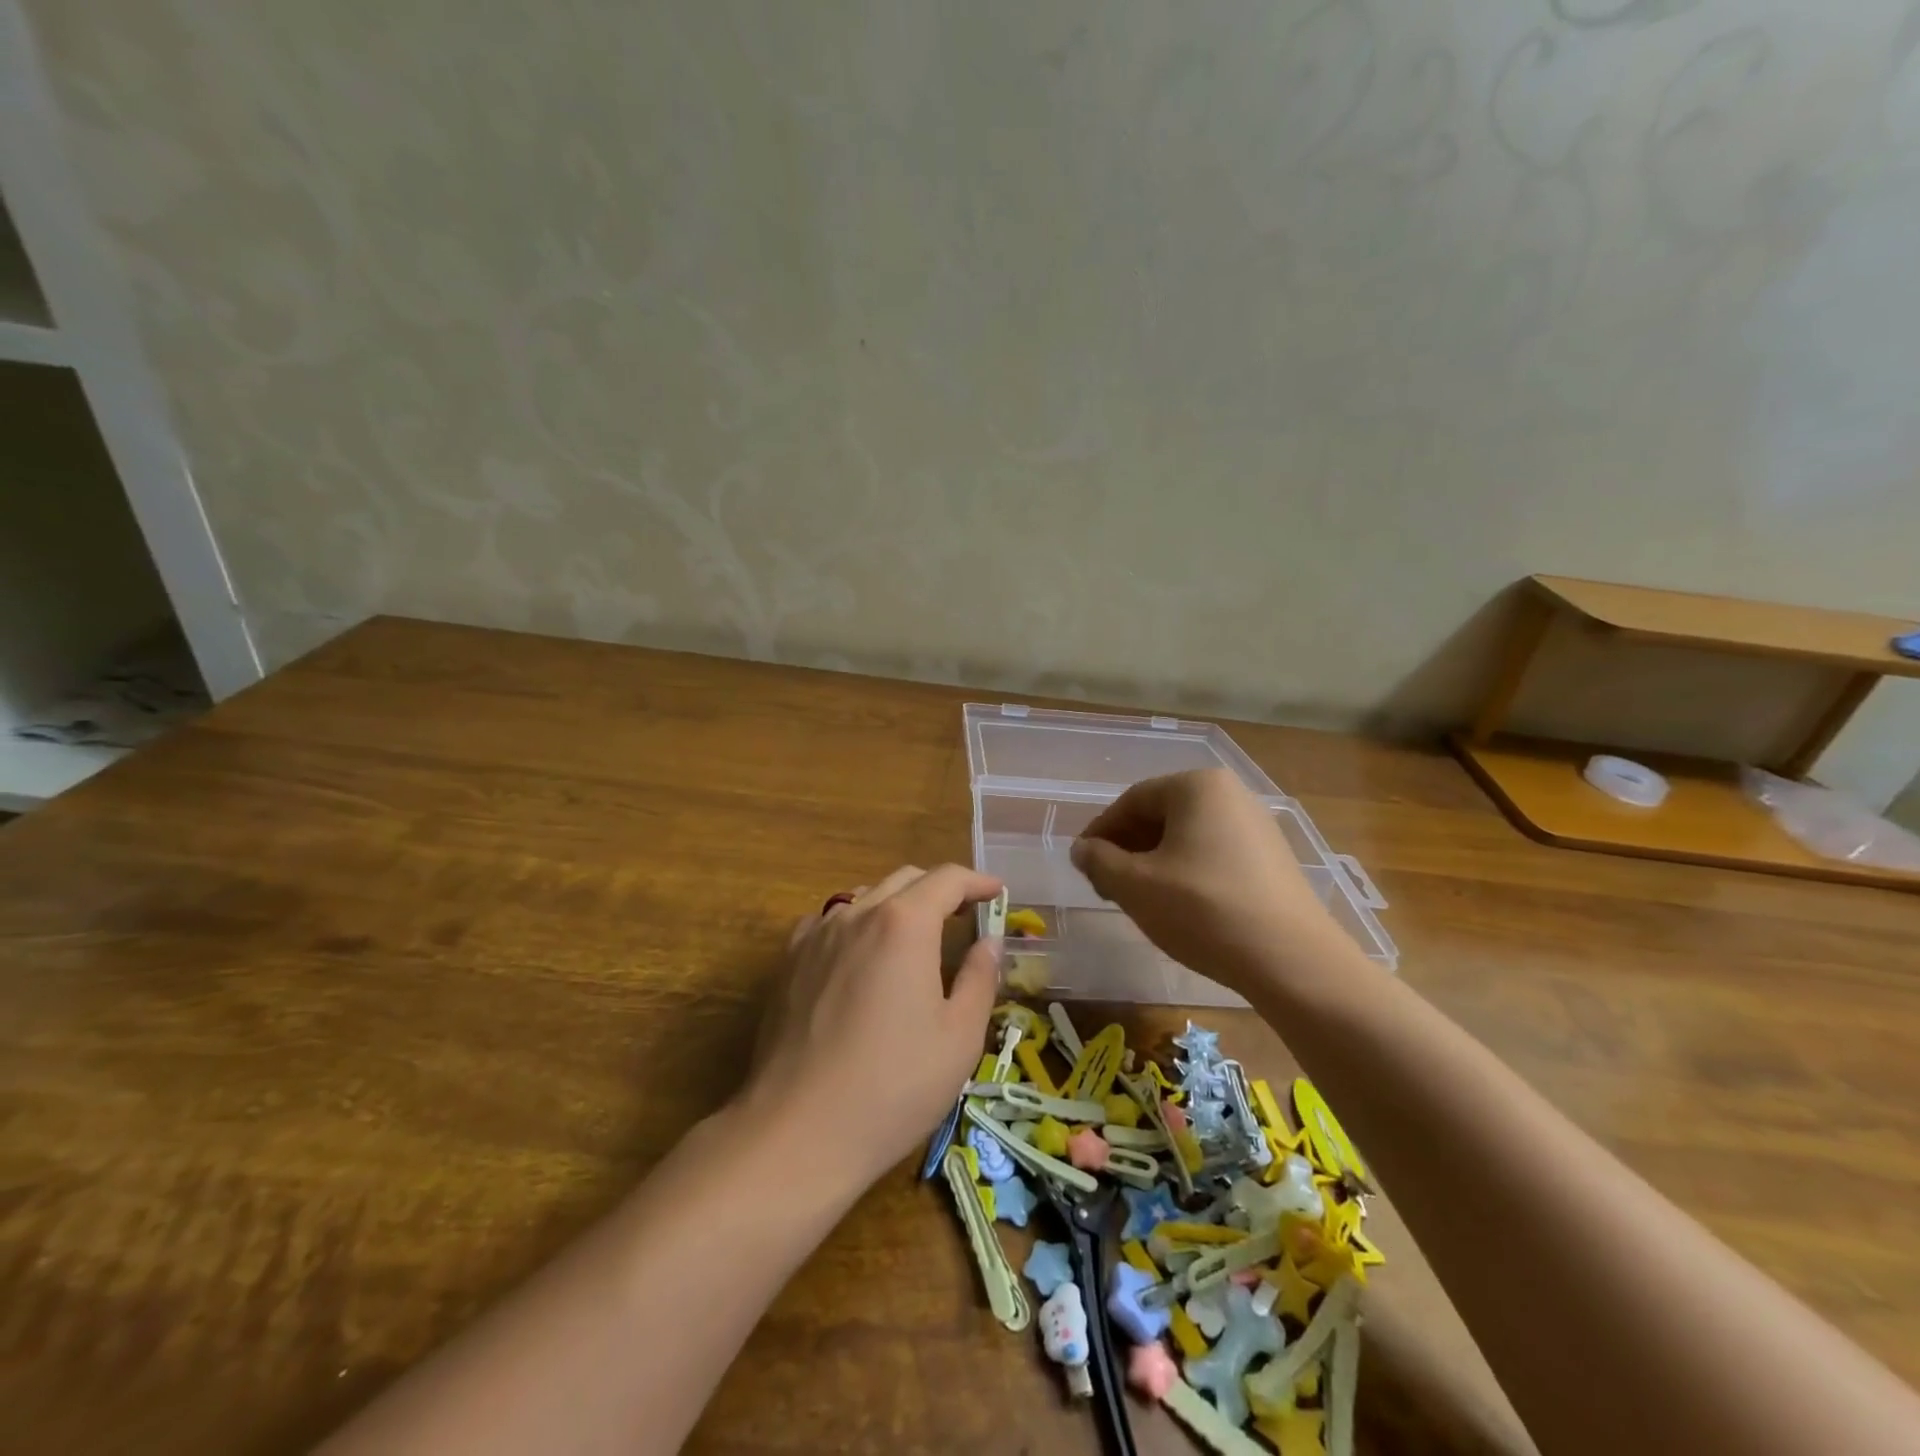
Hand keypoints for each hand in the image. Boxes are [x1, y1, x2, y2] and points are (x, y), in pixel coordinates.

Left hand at [742, 864, 1004, 1188]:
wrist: (798, 1131)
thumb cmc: (893, 1086)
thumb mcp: (959, 1037)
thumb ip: (979, 978)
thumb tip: (989, 942)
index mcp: (904, 924)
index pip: (947, 879)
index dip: (977, 882)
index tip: (997, 893)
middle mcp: (857, 914)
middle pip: (906, 879)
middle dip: (940, 889)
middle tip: (965, 915)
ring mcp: (816, 935)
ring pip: (865, 896)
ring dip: (898, 903)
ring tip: (916, 935)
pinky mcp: (789, 961)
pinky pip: (829, 922)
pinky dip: (857, 923)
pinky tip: (861, 953)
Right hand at [1070, 768, 1348, 992]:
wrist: (1292, 961)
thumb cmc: (1203, 910)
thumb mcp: (1135, 886)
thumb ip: (1099, 861)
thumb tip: (1082, 849)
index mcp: (1197, 787)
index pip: (1132, 801)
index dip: (1100, 832)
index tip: (1082, 864)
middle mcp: (1231, 794)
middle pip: (1161, 816)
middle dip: (1128, 849)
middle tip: (1106, 885)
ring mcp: (1257, 826)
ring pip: (1187, 837)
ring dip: (1154, 863)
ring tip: (1139, 899)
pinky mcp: (1273, 859)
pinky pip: (1214, 854)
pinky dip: (1186, 873)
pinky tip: (1179, 907)